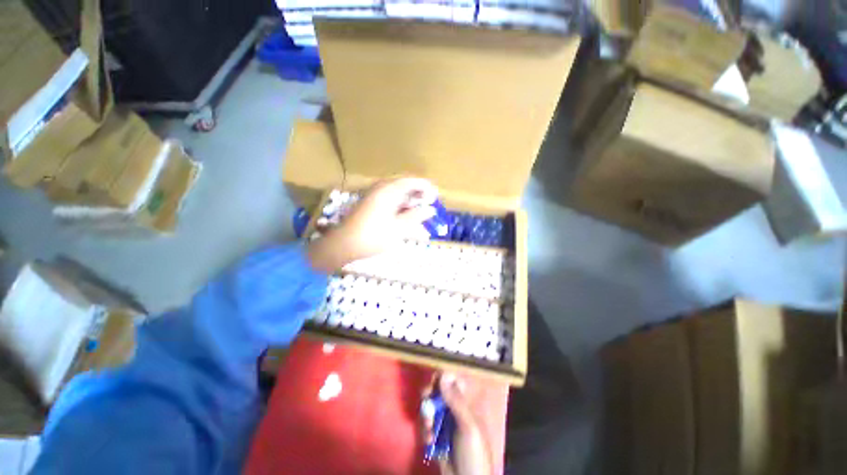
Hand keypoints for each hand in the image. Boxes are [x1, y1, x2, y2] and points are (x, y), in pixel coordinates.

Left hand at [307, 177, 437, 272]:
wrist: (344, 244)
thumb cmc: (373, 236)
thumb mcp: (398, 228)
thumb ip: (416, 216)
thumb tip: (431, 209)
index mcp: (388, 191)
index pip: (412, 182)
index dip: (426, 187)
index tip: (436, 196)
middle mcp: (381, 188)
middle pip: (404, 185)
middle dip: (418, 194)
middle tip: (429, 204)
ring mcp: (374, 195)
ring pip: (397, 193)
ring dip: (409, 200)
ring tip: (420, 211)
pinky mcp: (370, 203)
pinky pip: (389, 199)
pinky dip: (400, 205)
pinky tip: (405, 215)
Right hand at [422, 373, 492, 474]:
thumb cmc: (473, 454)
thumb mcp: (468, 427)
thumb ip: (455, 401)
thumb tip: (443, 373)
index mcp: (466, 404)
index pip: (453, 381)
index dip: (442, 377)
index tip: (433, 379)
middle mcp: (454, 410)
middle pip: (437, 392)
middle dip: (429, 396)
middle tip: (425, 401)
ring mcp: (444, 423)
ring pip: (429, 408)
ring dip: (425, 417)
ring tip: (429, 431)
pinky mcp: (435, 436)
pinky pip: (425, 425)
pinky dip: (424, 431)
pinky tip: (429, 442)